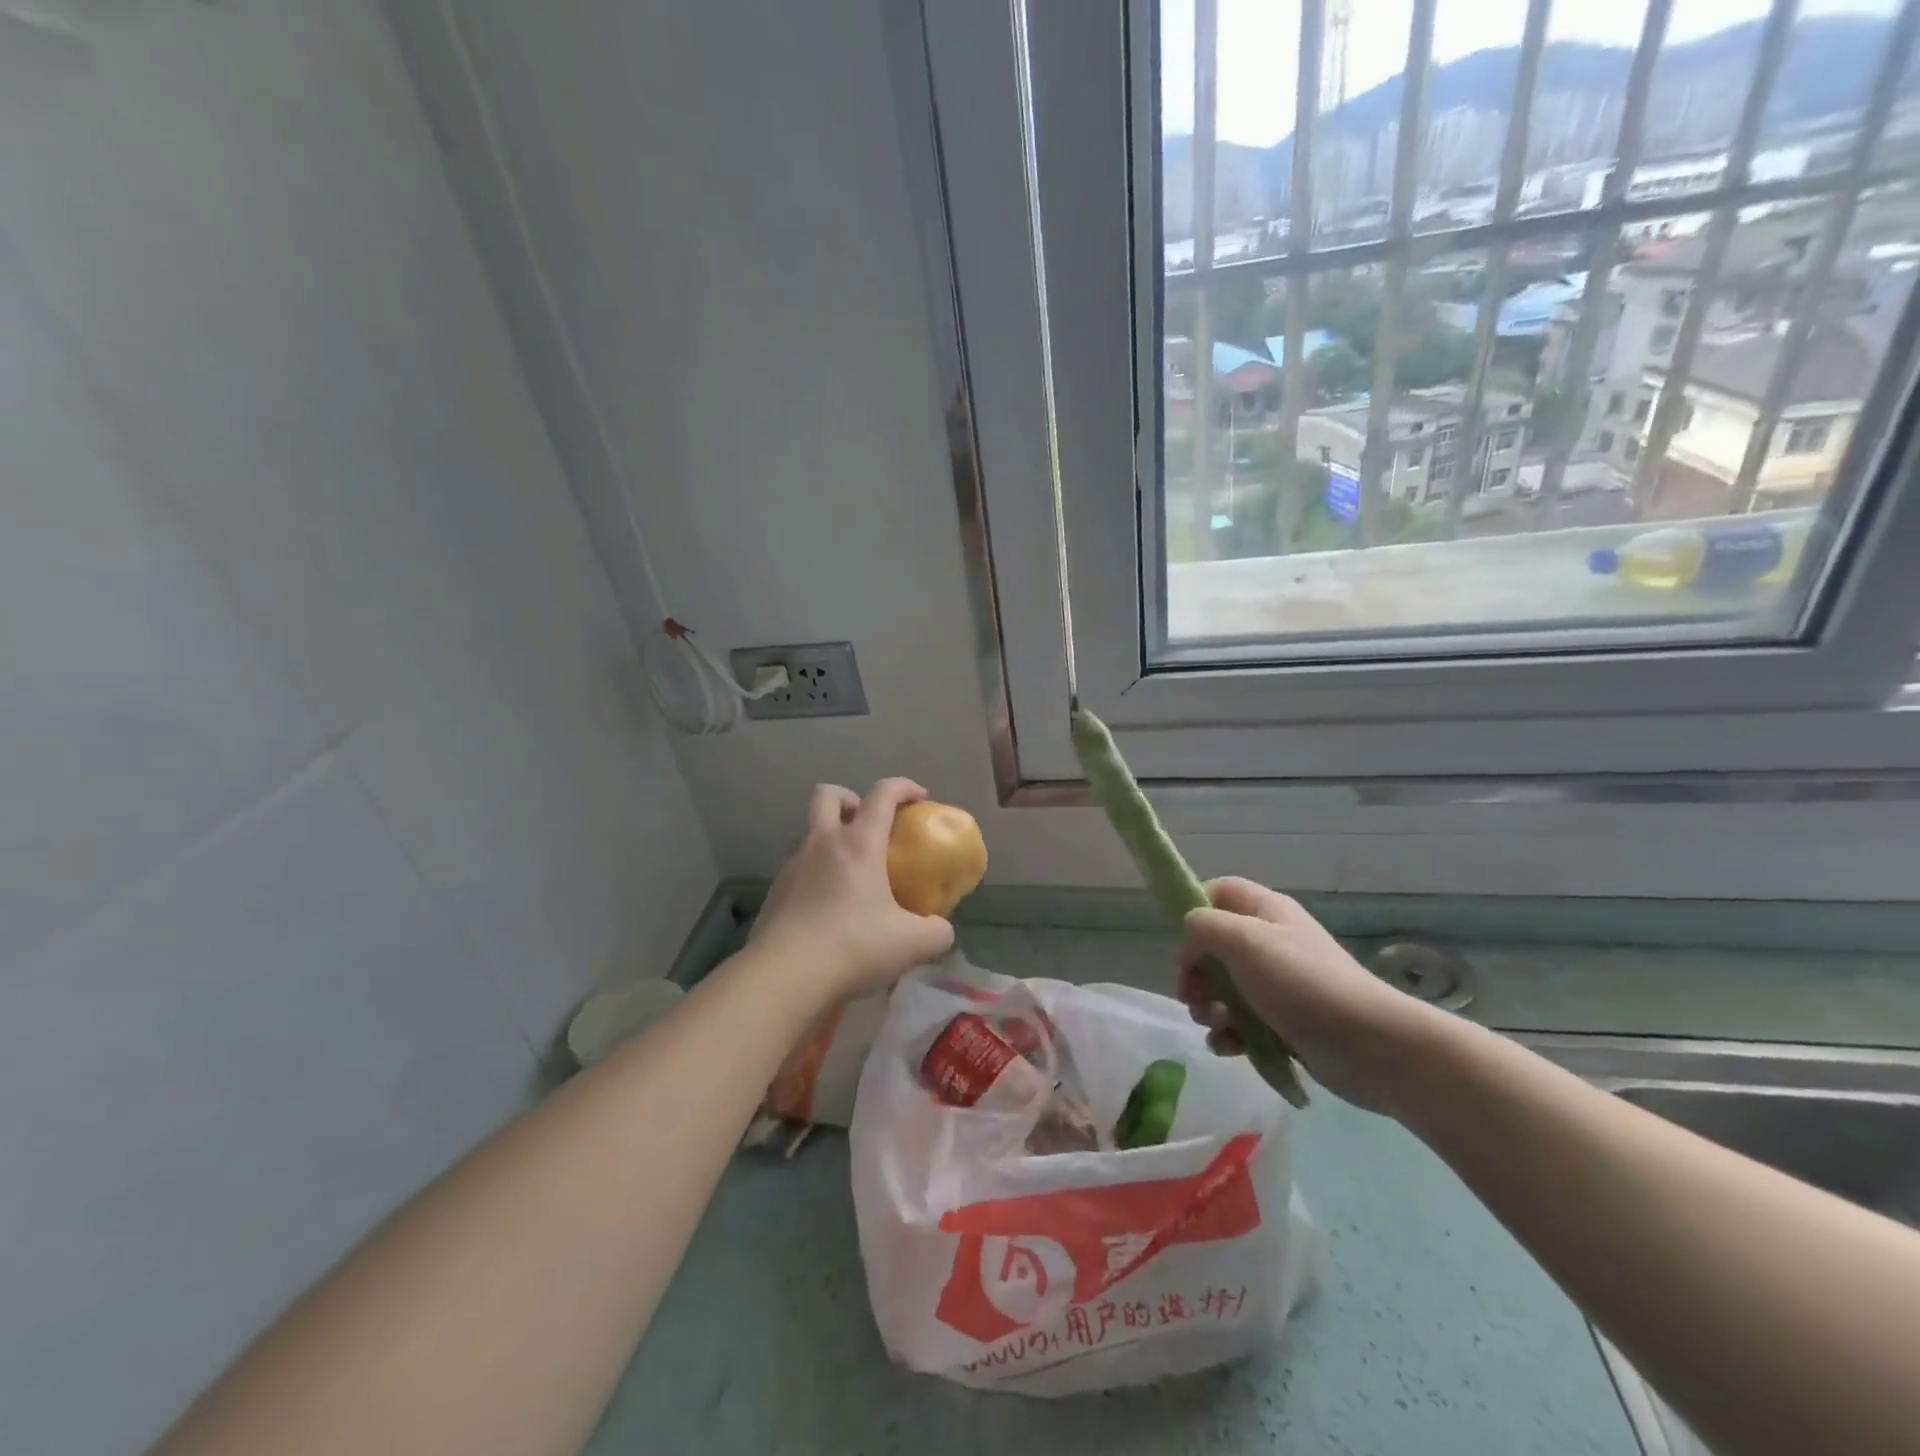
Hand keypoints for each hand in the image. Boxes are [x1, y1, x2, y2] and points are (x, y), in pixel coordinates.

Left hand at [748, 779, 956, 1003]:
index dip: (904, 787)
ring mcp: (792, 866)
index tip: (920, 797)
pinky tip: (828, 907)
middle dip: (851, 799)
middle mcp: (822, 843)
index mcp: (859, 843)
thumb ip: (937, 931)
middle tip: (869, 825)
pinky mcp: (775, 892)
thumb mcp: (912, 944)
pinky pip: (798, 868)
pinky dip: (816, 874)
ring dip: (830, 839)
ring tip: (850, 874)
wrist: (784, 977)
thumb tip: (941, 929)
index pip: (883, 793)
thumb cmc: (853, 947)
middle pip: (828, 794)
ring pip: (810, 833)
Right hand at [1176, 877, 1440, 1113]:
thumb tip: (1190, 940)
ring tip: (1216, 1024)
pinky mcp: (1283, 1023)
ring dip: (1208, 1006)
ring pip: (1223, 987)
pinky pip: (1241, 1022)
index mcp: (1265, 911)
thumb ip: (1203, 927)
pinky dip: (1229, 1034)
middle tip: (1191, 994)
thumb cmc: (1302, 983)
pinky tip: (1229, 1048)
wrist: (1371, 1047)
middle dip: (1195, 971)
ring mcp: (1278, 984)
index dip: (1194, 910)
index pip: (1218, 892)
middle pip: (1213, 945)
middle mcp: (1270, 941)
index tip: (1183, 942)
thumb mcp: (1244, 941)